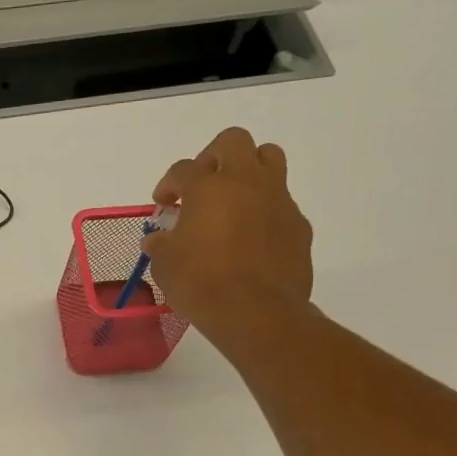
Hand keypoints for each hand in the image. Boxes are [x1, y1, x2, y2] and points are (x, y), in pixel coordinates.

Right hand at [143, 127, 312, 354]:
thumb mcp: (165, 266)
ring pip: (270, 159)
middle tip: (203, 184)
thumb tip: (158, 239)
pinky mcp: (299, 225)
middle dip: (214, 156)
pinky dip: (265, 211)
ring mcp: (278, 200)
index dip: (168, 184)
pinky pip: (282, 203)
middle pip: (233, 142)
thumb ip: (160, 245)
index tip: (164, 205)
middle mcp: (246, 183)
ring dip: (249, 171)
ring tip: (234, 200)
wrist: (257, 313)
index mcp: (208, 188)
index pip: (182, 169)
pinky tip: (253, 239)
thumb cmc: (201, 284)